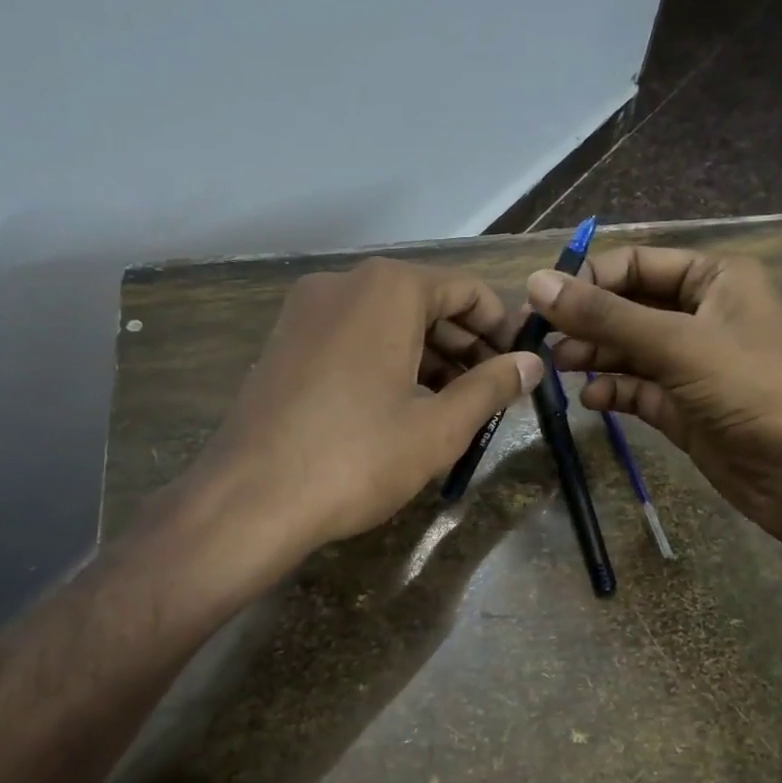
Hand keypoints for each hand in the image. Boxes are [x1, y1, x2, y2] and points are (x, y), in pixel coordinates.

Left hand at [192, 257, 541, 558]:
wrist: (249, 499)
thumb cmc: (357, 456)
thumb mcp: (439, 427)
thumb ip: (492, 387)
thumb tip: (532, 364)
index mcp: (388, 288)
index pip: (466, 289)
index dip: (501, 328)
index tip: (520, 367)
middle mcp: (344, 283)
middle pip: (426, 302)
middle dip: (466, 346)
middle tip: (494, 395)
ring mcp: (307, 312)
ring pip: (388, 323)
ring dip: (430, 358)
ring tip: (456, 408)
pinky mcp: (285, 343)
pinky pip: (354, 338)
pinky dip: (389, 362)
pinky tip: (405, 408)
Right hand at [531, 247, 781, 544]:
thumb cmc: (755, 389)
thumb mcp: (678, 344)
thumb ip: (605, 316)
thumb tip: (536, 283)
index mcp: (714, 280)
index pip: (637, 264)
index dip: (589, 278)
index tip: (543, 301)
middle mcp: (701, 315)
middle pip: (627, 307)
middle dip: (585, 320)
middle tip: (537, 339)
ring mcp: (692, 364)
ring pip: (627, 349)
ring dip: (592, 355)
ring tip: (557, 367)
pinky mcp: (684, 407)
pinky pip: (637, 388)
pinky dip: (612, 390)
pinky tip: (591, 399)